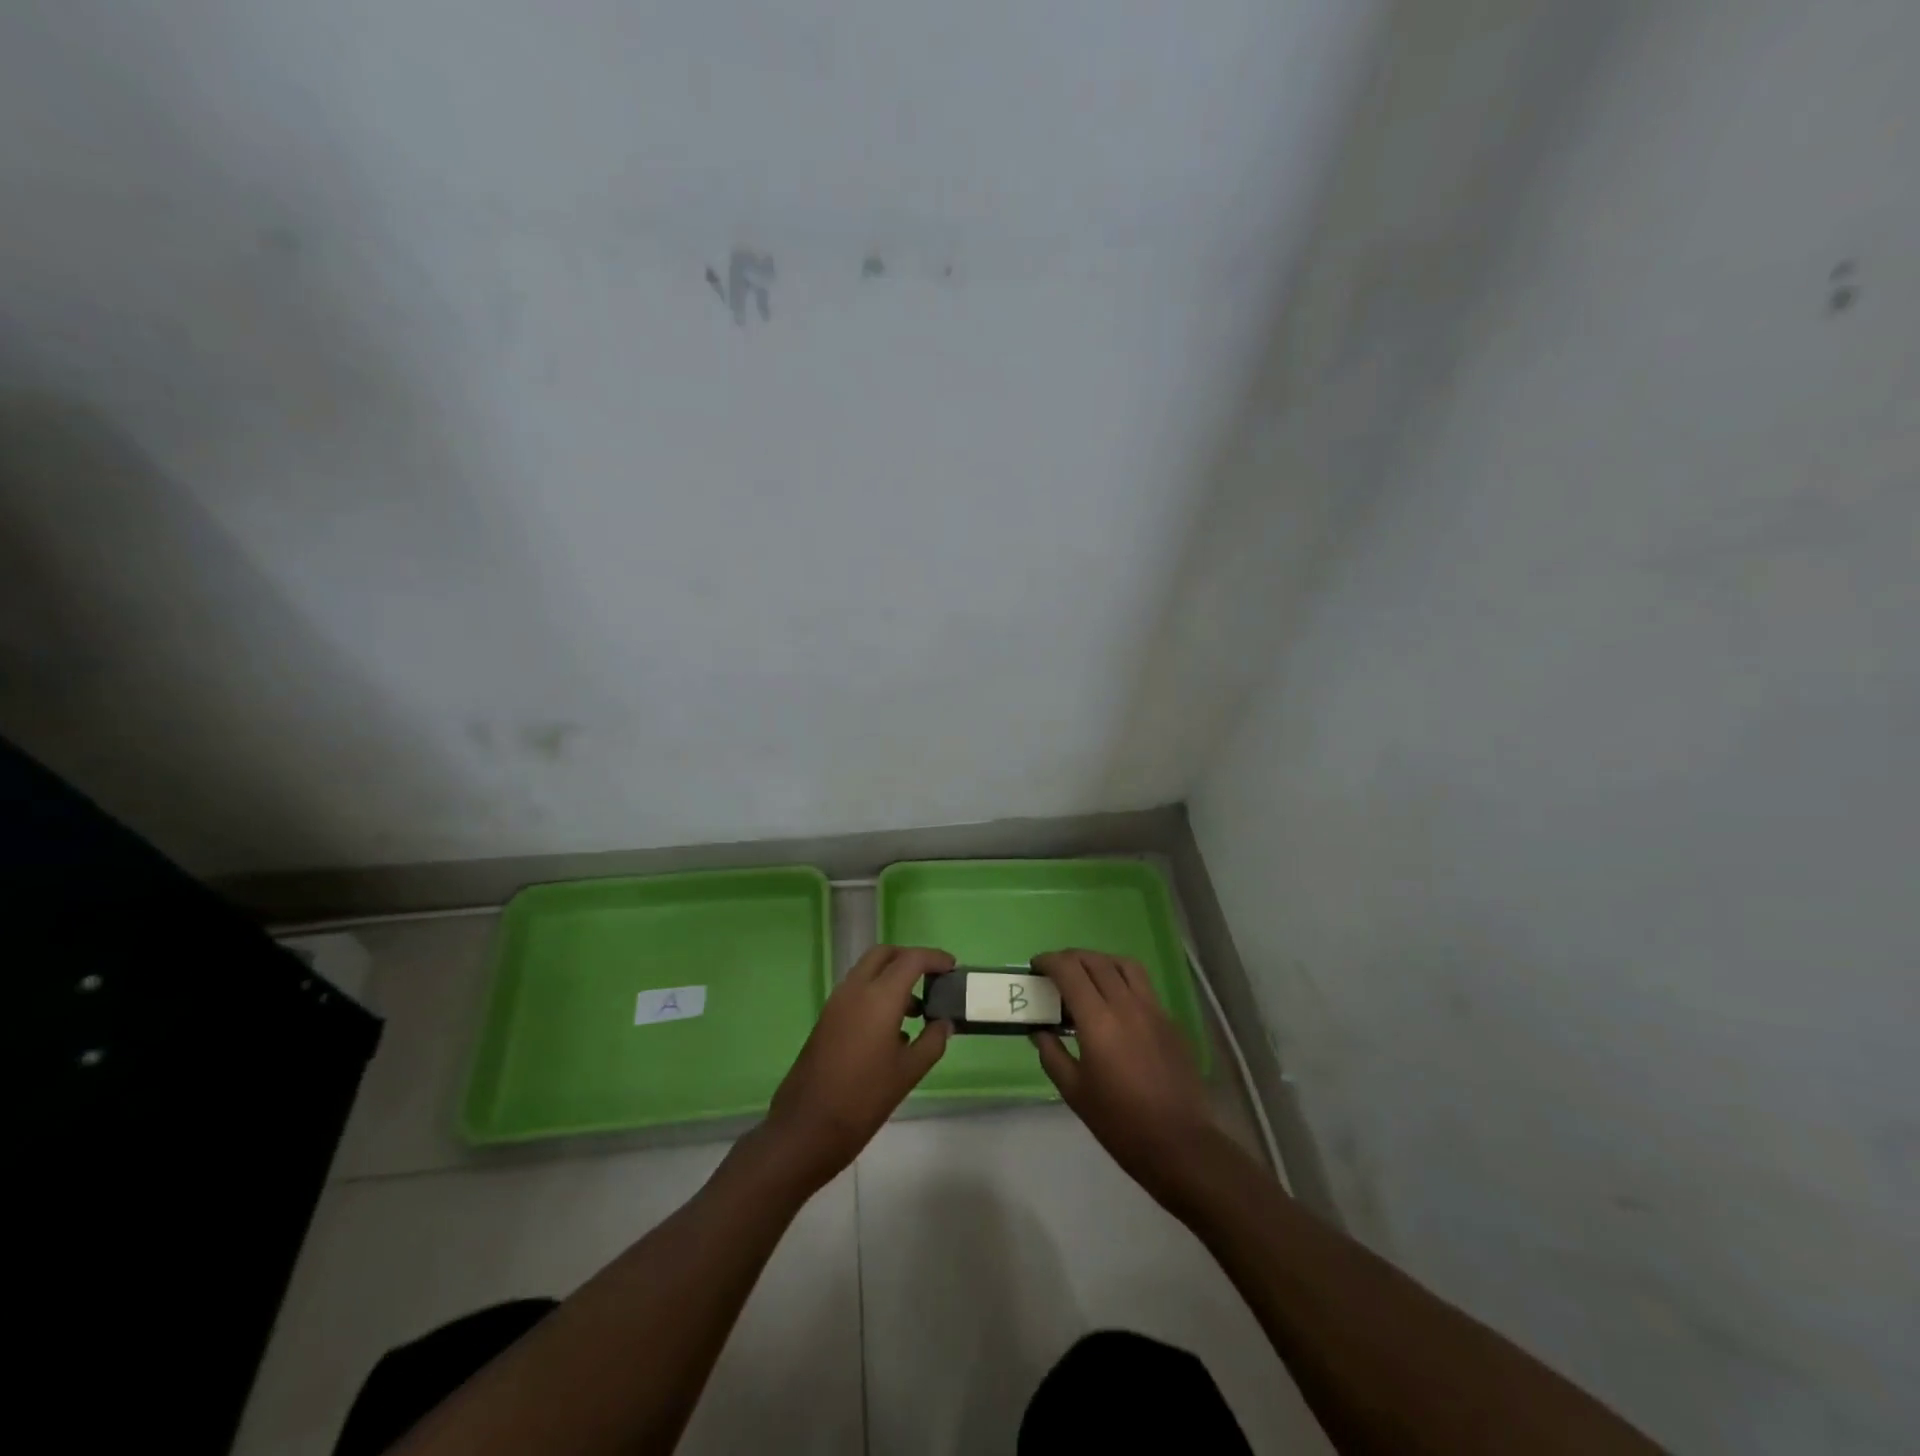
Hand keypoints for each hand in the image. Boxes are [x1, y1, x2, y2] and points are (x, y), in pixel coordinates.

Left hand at [763, 945, 953, 1190]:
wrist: (807, 1127)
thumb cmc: (864, 1098)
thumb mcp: (908, 1072)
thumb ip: (932, 1041)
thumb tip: (944, 1023)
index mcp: (879, 997)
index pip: (911, 959)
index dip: (934, 958)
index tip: (952, 966)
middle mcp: (855, 989)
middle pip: (884, 954)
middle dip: (909, 959)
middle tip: (932, 978)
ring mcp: (836, 1002)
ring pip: (867, 971)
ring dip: (892, 977)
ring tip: (917, 1010)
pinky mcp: (827, 1018)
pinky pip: (856, 991)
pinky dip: (876, 993)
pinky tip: (893, 1029)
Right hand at [1031, 949, 1224, 1211]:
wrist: (1179, 1143)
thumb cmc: (1119, 1122)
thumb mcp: (1074, 1092)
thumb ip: (1052, 1055)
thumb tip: (1039, 1032)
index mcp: (1098, 1021)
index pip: (1070, 970)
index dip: (1049, 961)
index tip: (1035, 967)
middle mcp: (1126, 1005)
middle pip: (1096, 961)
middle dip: (1071, 958)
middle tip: (1055, 971)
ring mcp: (1153, 1010)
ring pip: (1124, 965)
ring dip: (1100, 961)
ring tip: (1087, 975)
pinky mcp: (1170, 1021)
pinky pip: (1143, 986)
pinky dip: (1122, 980)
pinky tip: (1115, 1003)